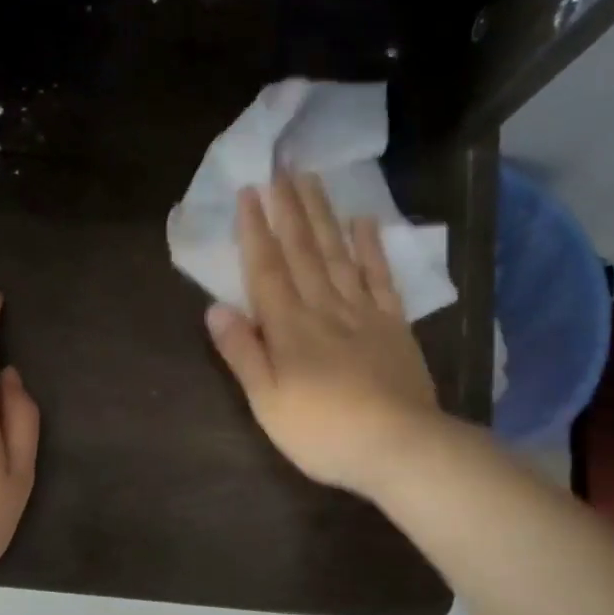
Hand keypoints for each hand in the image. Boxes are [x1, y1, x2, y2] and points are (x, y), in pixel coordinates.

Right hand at [204, 173, 443, 498]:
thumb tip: (215, 308)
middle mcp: (324, 308)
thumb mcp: (267, 402)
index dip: (256, 231)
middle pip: (303, 251)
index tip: (250, 192)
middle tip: (281, 168)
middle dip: (289, 209)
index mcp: (289, 328)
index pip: (267, 269)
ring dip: (323, 216)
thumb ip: (243, 353)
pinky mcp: (393, 326)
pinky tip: (364, 222)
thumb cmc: (322, 432)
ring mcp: (363, 313)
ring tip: (312, 180)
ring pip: (338, 254)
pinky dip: (372, 248)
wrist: (398, 446)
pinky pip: (380, 278)